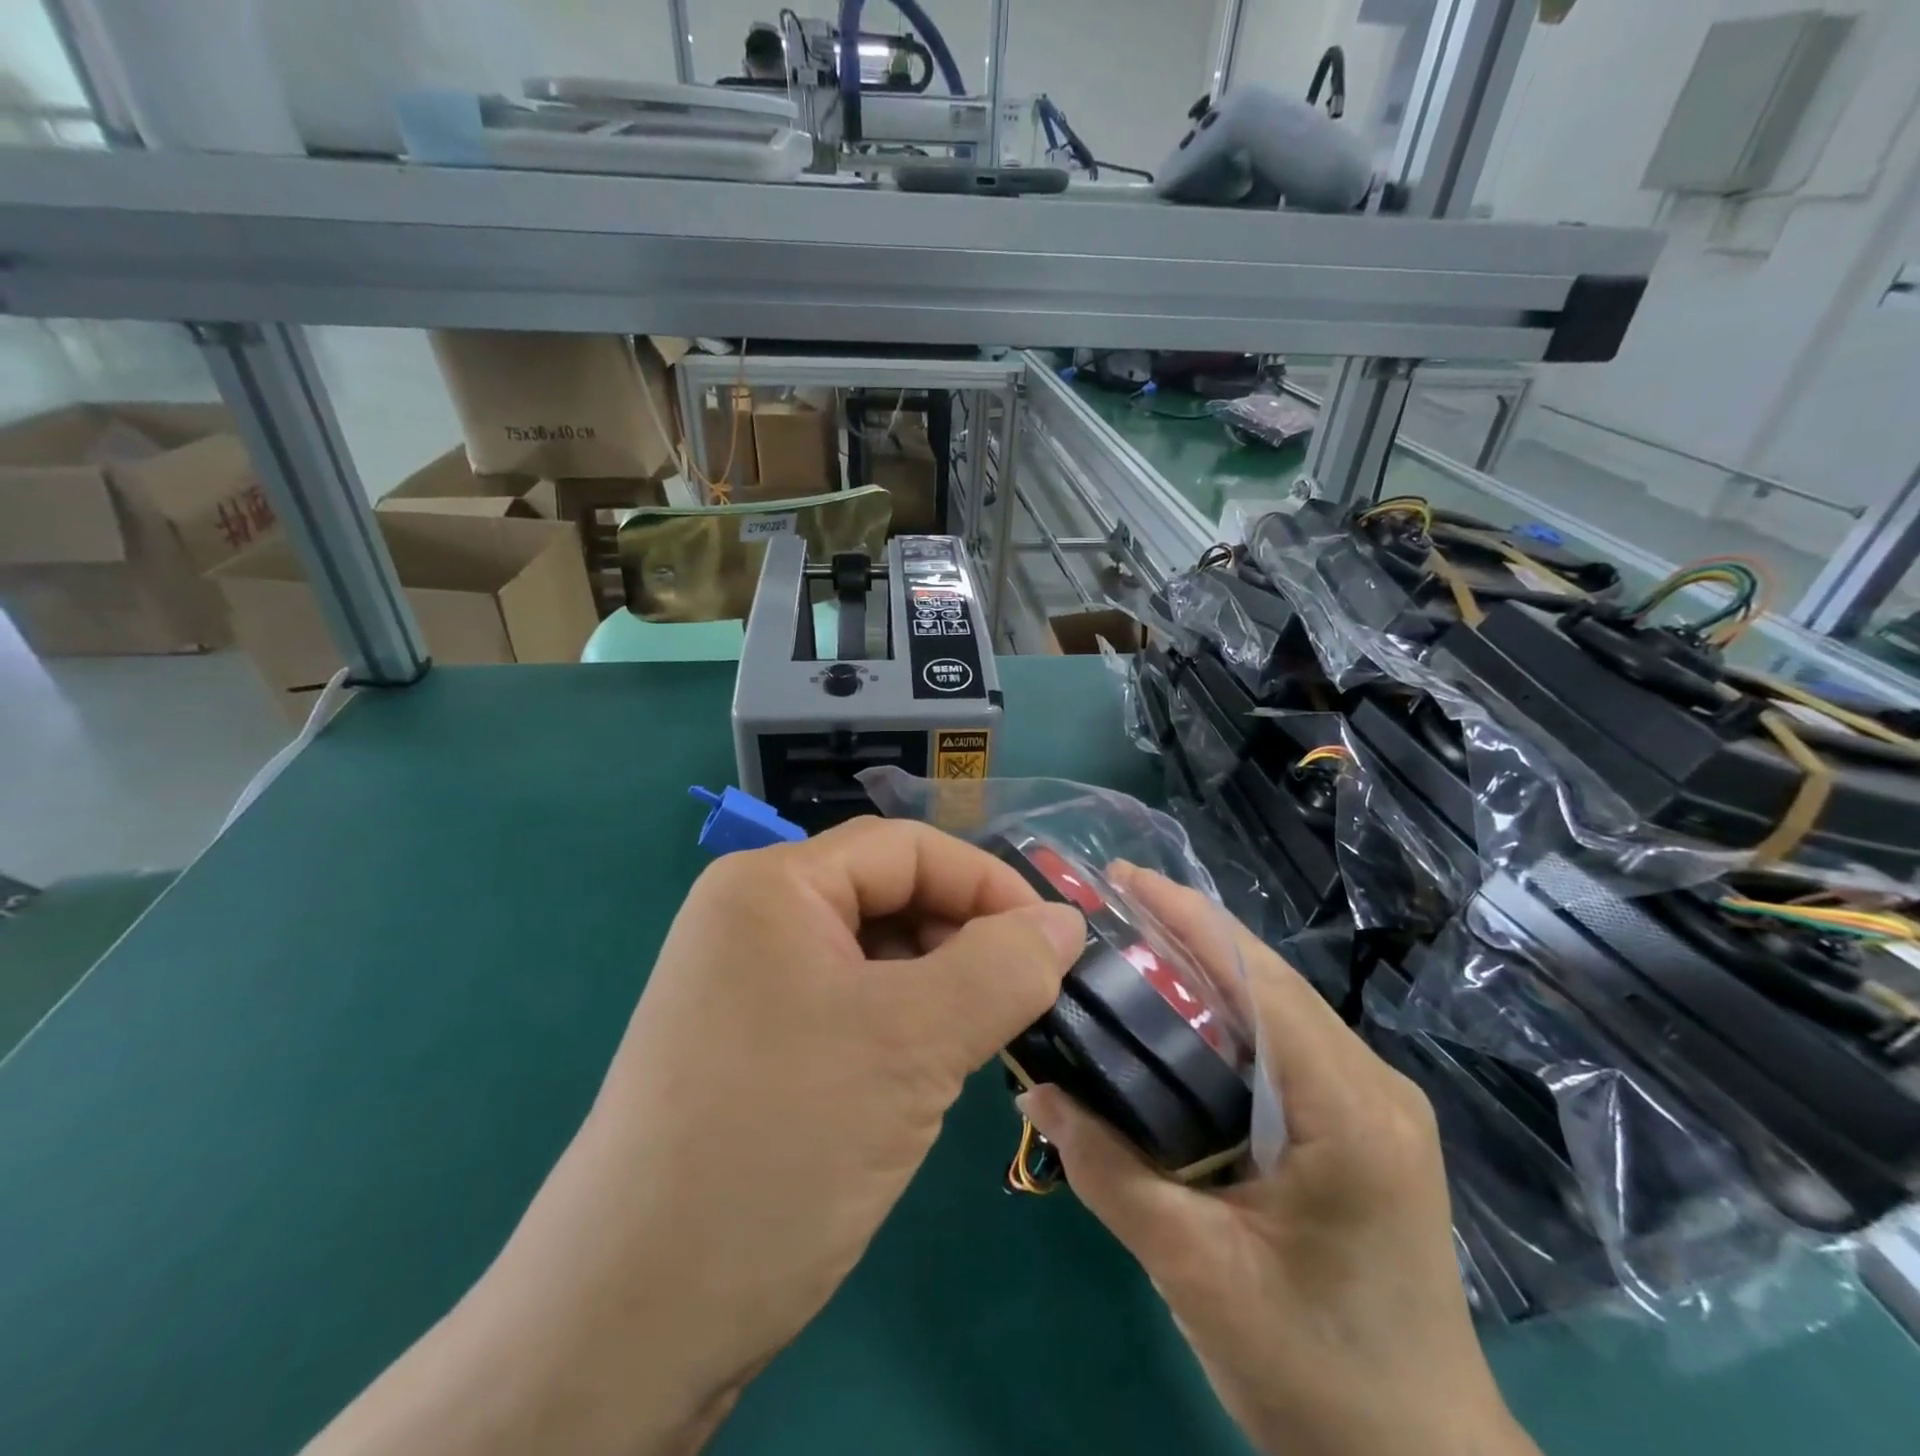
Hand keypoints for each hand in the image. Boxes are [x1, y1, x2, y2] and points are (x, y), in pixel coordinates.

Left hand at [303, 819, 1083, 1455]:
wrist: (627, 1323)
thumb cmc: (778, 1146)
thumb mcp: (911, 1044)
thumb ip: (1002, 967)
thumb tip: (1065, 921)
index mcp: (773, 885)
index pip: (907, 848)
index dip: (989, 884)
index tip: (1057, 943)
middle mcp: (752, 918)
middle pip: (888, 896)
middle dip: (965, 936)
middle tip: (1026, 998)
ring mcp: (746, 985)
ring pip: (874, 955)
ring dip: (939, 985)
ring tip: (981, 1040)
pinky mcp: (751, 1045)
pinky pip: (848, 1005)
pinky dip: (902, 1025)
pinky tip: (926, 1074)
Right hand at [1019, 865, 1536, 1455]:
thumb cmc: (1317, 1377)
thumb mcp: (1198, 1275)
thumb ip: (1112, 1174)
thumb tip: (1039, 1088)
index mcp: (1349, 1110)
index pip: (1260, 980)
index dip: (1189, 919)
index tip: (1121, 879)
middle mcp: (1373, 1084)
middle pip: (1268, 981)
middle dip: (1188, 932)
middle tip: (1108, 907)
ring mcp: (1373, 1103)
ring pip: (1276, 1006)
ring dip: (1205, 969)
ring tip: (1129, 945)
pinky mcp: (1360, 1124)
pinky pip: (1284, 1043)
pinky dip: (1226, 1013)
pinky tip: (1175, 1015)